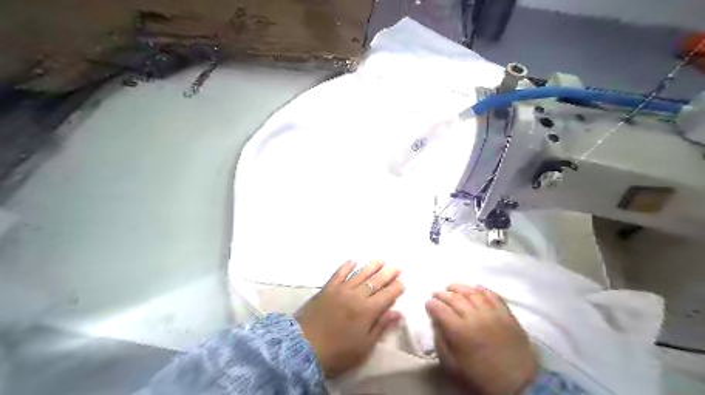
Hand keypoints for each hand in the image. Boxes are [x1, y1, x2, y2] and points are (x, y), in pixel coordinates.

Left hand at [296, 262, 405, 377]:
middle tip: (397, 266)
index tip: (403, 281)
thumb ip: (381, 327)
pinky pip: (338, 274)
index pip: (386, 296)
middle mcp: (356, 296)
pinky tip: (353, 261)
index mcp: (367, 311)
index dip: (396, 288)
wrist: (303, 347)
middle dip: (388, 274)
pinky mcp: (326, 289)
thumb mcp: (364, 347)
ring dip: (371, 266)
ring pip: (359, 274)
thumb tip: (398, 313)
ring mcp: (340, 290)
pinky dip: (346, 266)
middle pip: (375, 282)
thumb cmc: (337, 352)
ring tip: (380, 259)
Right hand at [427, 284, 537, 394]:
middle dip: (442, 294)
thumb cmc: (481, 377)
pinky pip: (493, 295)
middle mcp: (475, 317)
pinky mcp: (507, 314)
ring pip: (472, 293)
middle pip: (455, 298)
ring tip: (452, 287)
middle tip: (436, 293)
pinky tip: (475, 287)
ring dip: (460, 287)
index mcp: (459, 331)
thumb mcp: (453, 366)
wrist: (519, 384)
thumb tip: (436, 323)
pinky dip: (482, 289)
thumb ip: (441, 342)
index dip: (432, 304)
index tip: (428, 304)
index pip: (440, 310)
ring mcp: (492, 314)